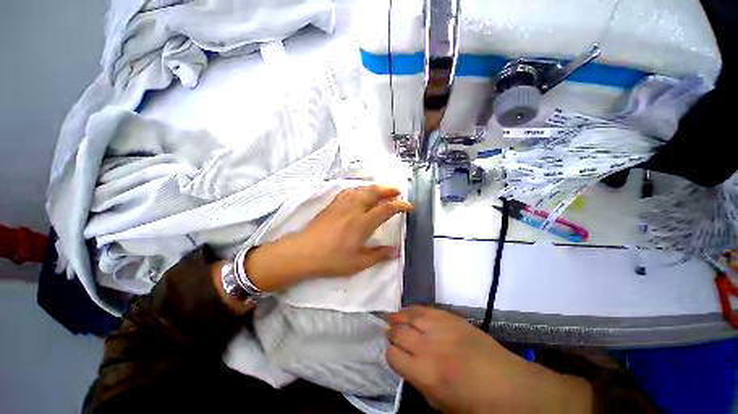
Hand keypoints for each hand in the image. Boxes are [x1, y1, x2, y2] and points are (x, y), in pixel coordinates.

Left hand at [241, 185, 411, 290]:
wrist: (303, 252)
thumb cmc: (332, 259)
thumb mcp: (358, 262)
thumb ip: (378, 255)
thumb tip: (395, 251)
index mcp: (363, 223)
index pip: (387, 209)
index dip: (401, 205)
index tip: (409, 206)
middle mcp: (355, 209)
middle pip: (375, 192)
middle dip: (389, 189)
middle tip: (398, 191)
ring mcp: (342, 204)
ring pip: (362, 189)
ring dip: (375, 187)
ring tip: (383, 190)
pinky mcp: (333, 204)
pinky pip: (349, 191)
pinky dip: (360, 189)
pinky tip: (361, 192)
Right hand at [387, 306, 592, 413]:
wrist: (506, 383)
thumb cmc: (474, 403)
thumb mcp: (440, 404)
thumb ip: (418, 381)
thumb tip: (405, 363)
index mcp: (425, 374)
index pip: (393, 356)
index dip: (390, 354)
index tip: (393, 353)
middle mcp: (428, 347)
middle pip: (399, 333)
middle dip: (391, 333)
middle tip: (390, 333)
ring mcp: (440, 328)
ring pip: (409, 315)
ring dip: (398, 317)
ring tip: (394, 318)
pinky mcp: (451, 317)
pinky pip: (426, 308)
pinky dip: (414, 309)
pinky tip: (409, 311)